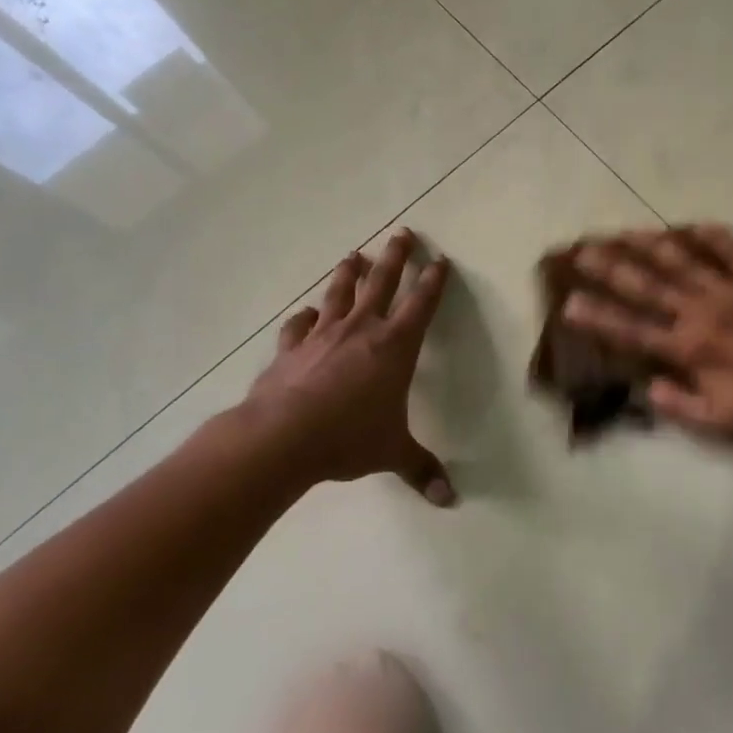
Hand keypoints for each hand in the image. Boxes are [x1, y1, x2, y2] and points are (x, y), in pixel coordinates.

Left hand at [240, 229, 456, 504]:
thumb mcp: (392, 453)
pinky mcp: (291, 349)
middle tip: (402, 232)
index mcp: (394, 346)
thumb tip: (449, 500)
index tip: (440, 260)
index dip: (433, 281)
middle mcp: (361, 330)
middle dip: (395, 257)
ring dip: (349, 273)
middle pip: (382, 282)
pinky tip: (305, 314)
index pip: (421, 305)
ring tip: (354, 254)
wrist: (282, 437)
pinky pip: (299, 325)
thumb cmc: (349, 438)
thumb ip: (420, 469)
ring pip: (340, 293)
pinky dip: (304, 317)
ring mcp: (322, 335)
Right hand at [562, 224, 732, 449]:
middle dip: (611, 266)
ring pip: (682, 259)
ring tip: (625, 231)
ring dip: (650, 243)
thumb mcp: (723, 422)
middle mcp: (702, 311)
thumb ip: (679, 405)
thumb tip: (647, 388)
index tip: (570, 301)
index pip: (632, 329)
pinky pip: (732, 249)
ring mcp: (732, 289)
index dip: (598, 316)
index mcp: (690, 348)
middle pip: (648, 284)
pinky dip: (711, 235)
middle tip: (583, 250)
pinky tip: (693, 225)